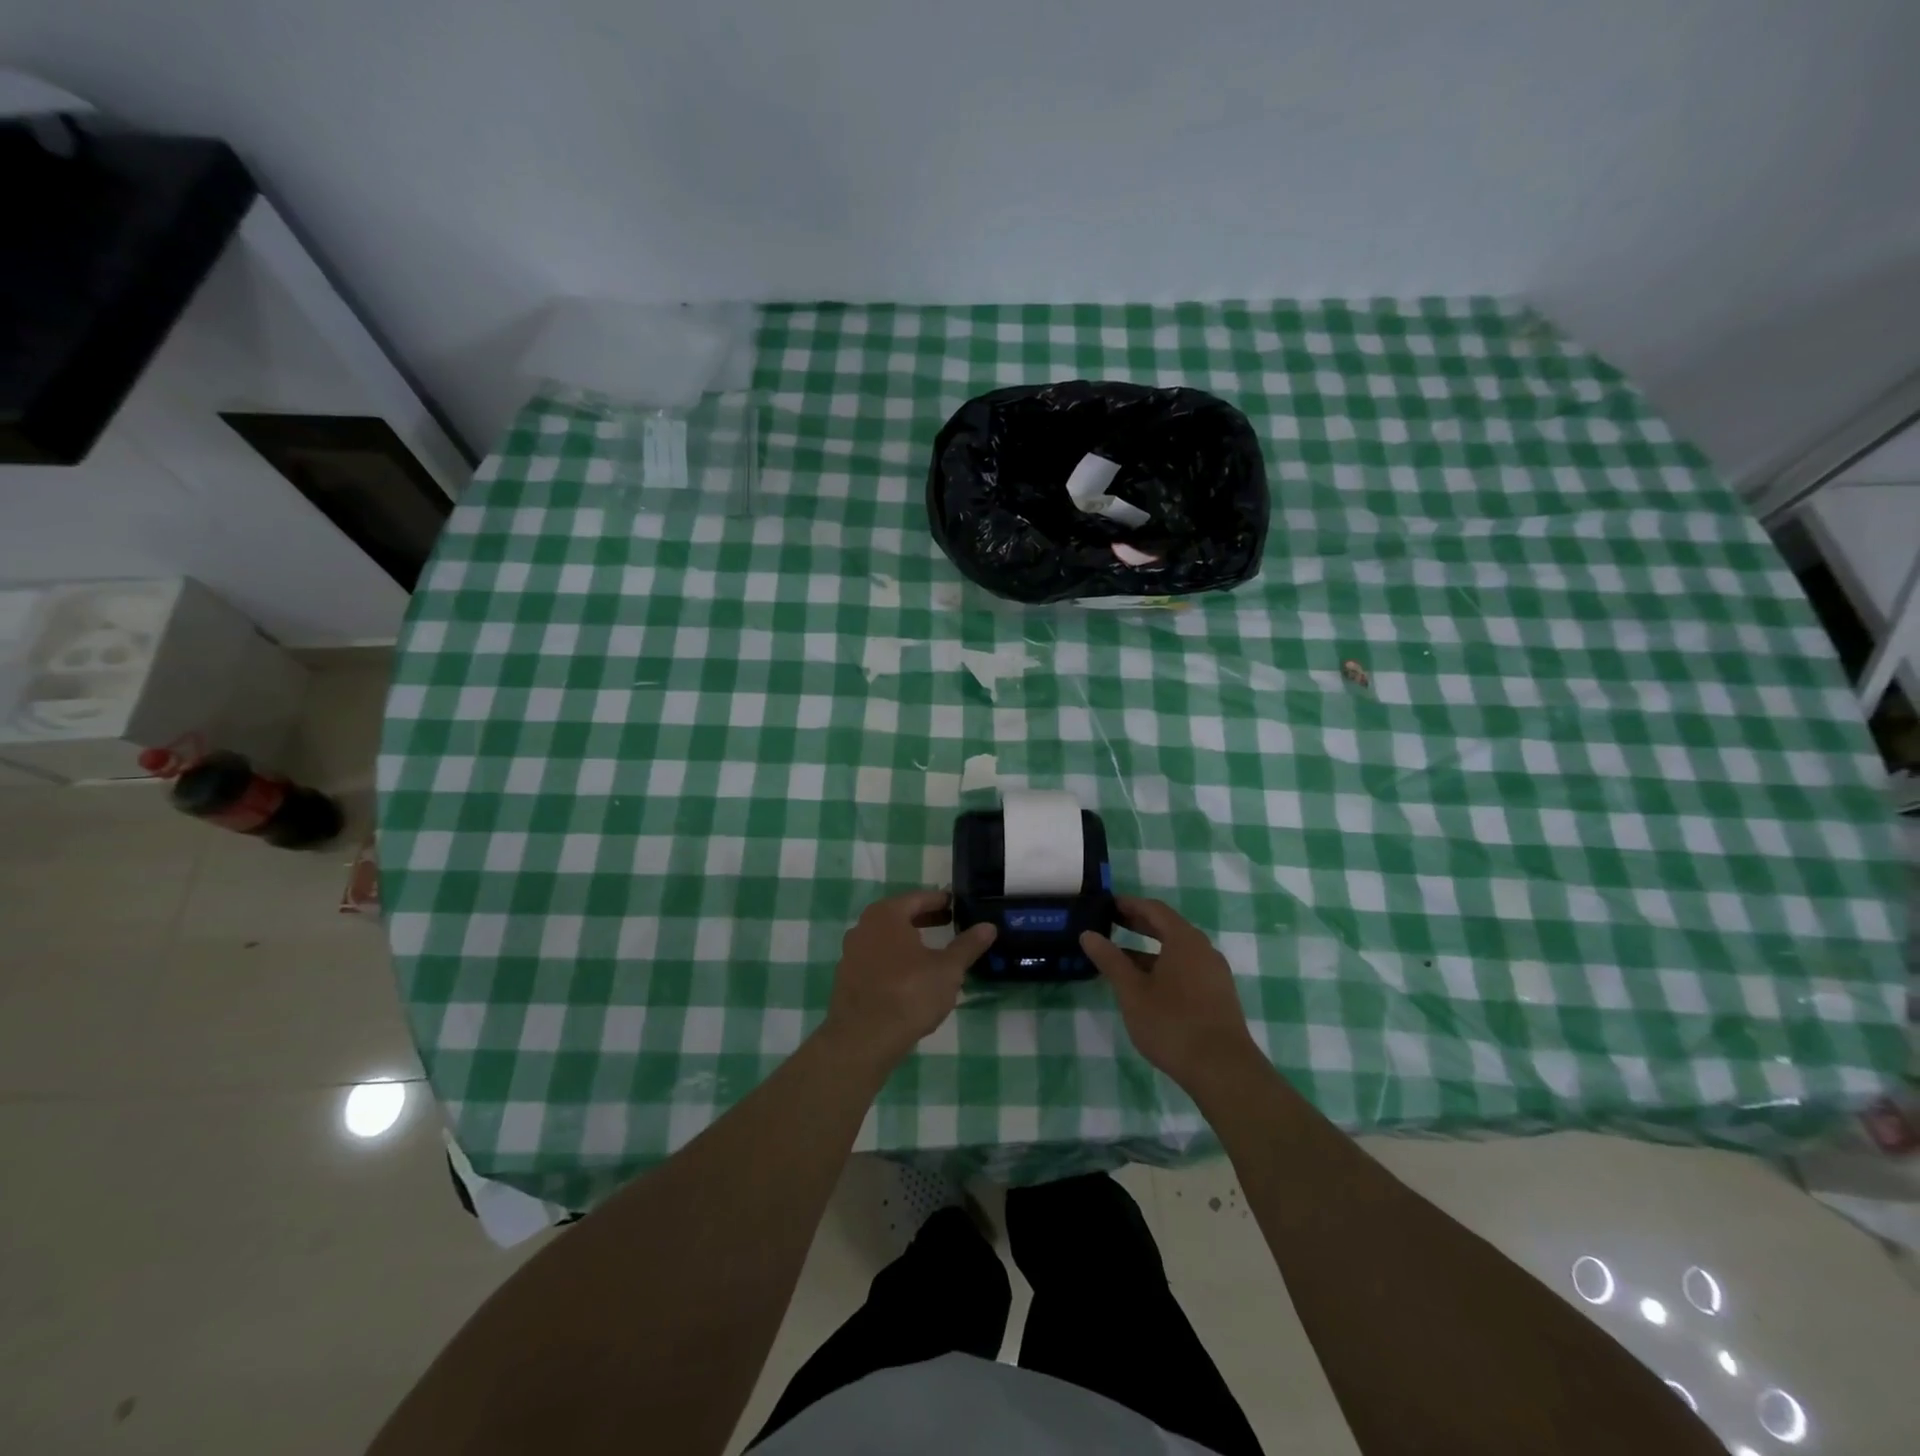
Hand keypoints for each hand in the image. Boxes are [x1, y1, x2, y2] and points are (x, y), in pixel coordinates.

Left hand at [822, 891, 996, 1068]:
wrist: (863, 1040)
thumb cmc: (910, 994)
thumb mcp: (948, 969)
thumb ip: (968, 945)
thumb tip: (989, 926)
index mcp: (886, 915)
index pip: (918, 898)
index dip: (940, 901)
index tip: (957, 904)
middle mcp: (863, 927)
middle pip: (900, 917)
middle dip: (925, 920)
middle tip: (950, 923)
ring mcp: (851, 954)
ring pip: (886, 939)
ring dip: (909, 942)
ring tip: (933, 952)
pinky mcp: (847, 979)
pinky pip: (876, 960)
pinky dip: (894, 961)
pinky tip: (911, 978)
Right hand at [1081, 897, 1261, 1091]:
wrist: (1223, 1070)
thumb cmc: (1172, 1023)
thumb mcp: (1132, 991)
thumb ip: (1110, 960)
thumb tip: (1088, 934)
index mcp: (1184, 940)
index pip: (1154, 909)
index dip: (1129, 905)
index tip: (1107, 905)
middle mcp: (1204, 950)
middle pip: (1168, 927)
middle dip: (1139, 924)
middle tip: (1111, 924)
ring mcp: (1214, 974)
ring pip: (1178, 951)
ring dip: (1150, 949)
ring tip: (1122, 958)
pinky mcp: (1219, 996)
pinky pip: (1187, 969)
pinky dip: (1164, 966)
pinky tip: (1148, 986)